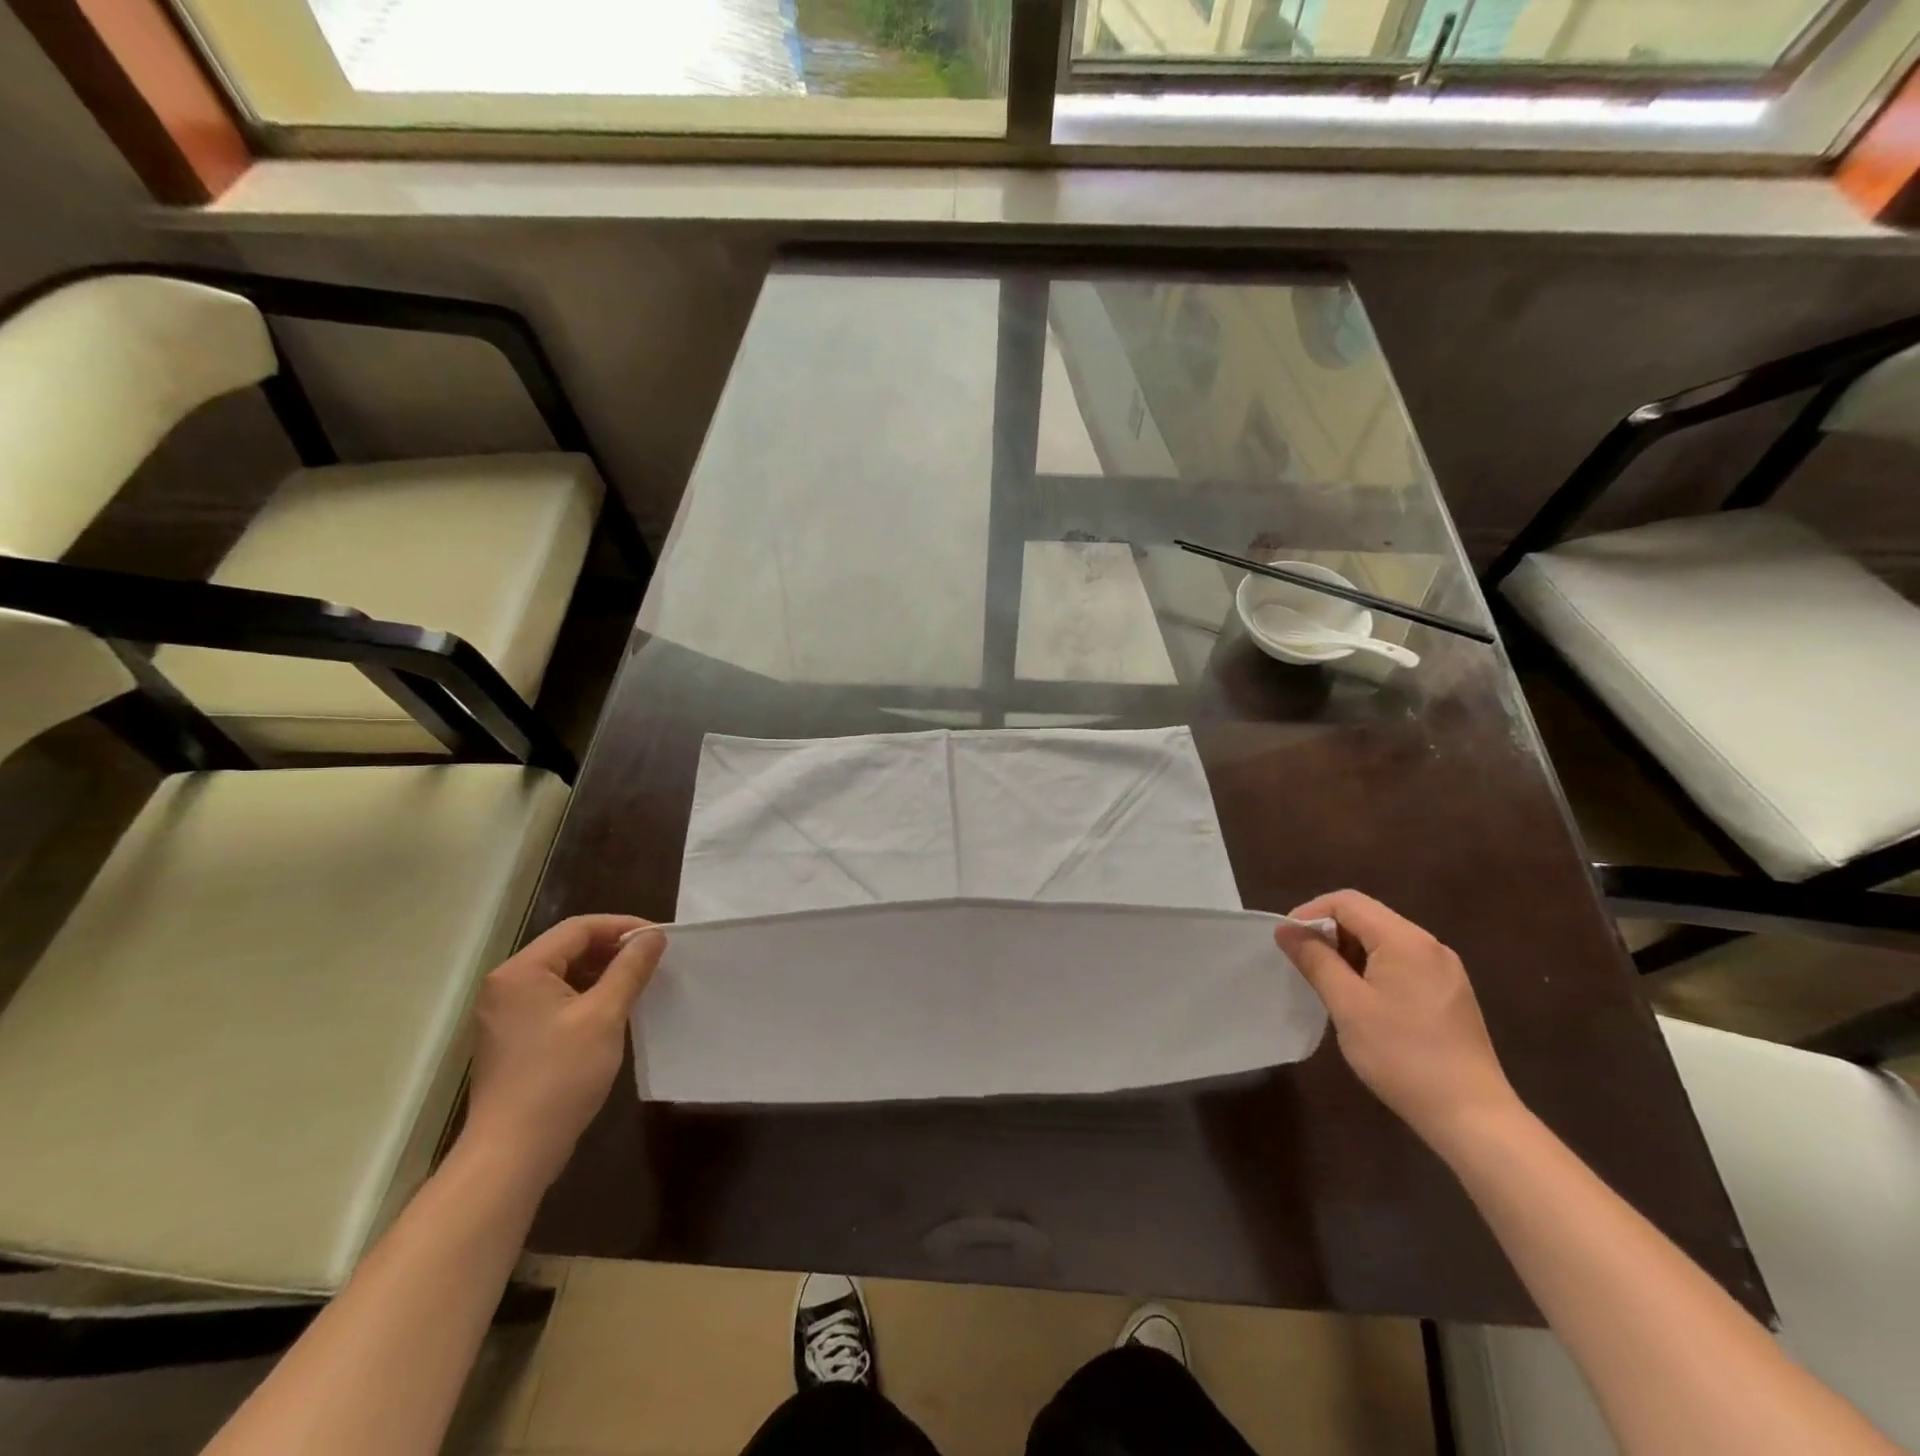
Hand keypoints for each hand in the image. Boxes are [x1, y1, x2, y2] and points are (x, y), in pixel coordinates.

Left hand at [462, 915, 665, 1188]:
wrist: (512, 1153)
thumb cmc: (560, 1076)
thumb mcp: (605, 1015)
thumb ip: (630, 969)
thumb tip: (653, 935)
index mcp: (521, 971)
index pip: (578, 928)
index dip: (622, 926)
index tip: (659, 938)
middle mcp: (506, 985)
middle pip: (568, 948)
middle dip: (613, 949)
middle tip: (653, 959)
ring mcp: (505, 1014)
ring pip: (562, 975)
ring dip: (602, 973)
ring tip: (640, 982)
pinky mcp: (513, 1038)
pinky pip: (554, 1000)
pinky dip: (586, 996)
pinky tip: (613, 1011)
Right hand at [1275, 890, 1518, 1149]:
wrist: (1473, 1116)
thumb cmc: (1402, 1056)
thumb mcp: (1348, 1005)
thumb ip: (1315, 960)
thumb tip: (1286, 930)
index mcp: (1405, 940)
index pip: (1347, 902)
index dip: (1310, 913)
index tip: (1287, 941)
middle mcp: (1429, 945)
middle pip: (1367, 917)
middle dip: (1329, 933)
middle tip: (1303, 964)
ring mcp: (1444, 970)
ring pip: (1384, 941)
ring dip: (1349, 952)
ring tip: (1328, 984)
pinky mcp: (1450, 993)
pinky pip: (1402, 963)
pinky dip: (1372, 968)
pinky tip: (1362, 1000)